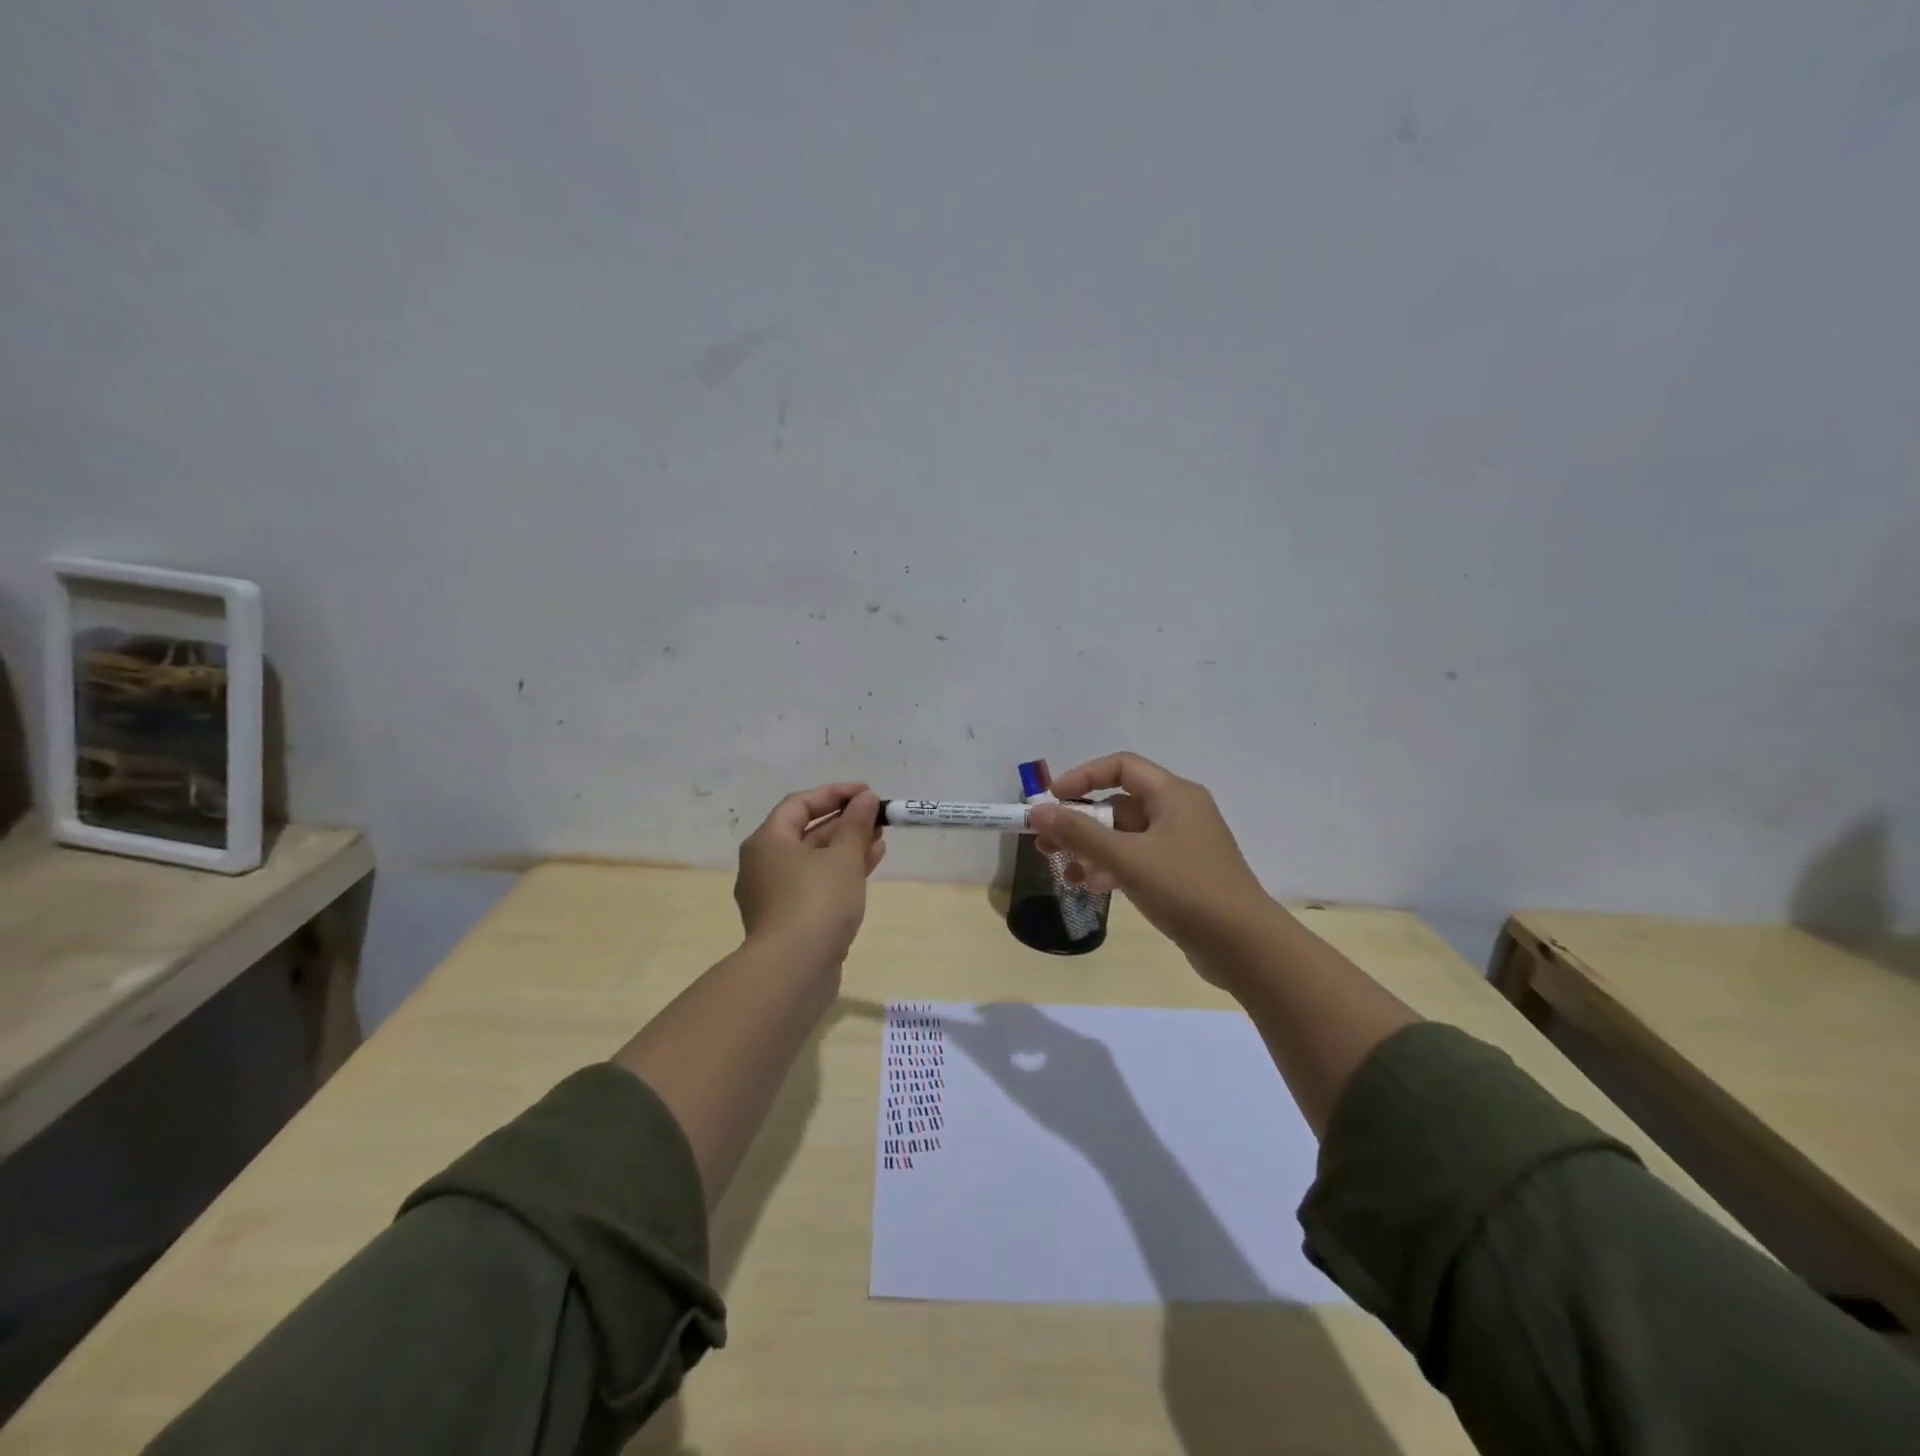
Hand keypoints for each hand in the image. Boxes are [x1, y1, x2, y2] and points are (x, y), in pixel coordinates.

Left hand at [734, 783, 884, 965]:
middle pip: (806, 832)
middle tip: (877, 817)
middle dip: (844, 822)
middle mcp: (764, 864)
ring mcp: (775, 895)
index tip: (867, 792)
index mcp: (767, 842)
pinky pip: (816, 884)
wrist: (793, 971)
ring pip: (814, 860)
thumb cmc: (816, 902)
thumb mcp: (843, 857)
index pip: (799, 804)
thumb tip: (864, 799)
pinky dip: (841, 872)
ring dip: (847, 847)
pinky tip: (869, 865)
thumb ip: (856, 825)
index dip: (834, 794)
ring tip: (881, 839)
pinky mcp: (789, 920)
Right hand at [942, 1002, 1142, 1152]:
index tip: (975, 1015)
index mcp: (1061, 1037)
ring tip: (1009, 1051)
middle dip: (1012, 1023)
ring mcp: (1096, 1051)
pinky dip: (1049, 1051)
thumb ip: (998, 1063)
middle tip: (987, 1031)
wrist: (1125, 1147)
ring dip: (1031, 1037)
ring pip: (1056, 1034)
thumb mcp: (1027, 1093)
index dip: (997, 1011)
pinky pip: (1071, 1049)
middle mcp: (1079, 1036)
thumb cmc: (1070, 1119)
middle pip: (1039, 1021)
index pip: (1022, 1012)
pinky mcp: (1106, 1068)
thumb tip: (972, 1041)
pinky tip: (1042, 1070)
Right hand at [1030, 753, 1277, 976]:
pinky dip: (1111, 867)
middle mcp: (1179, 812)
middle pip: (1119, 803)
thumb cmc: (1187, 889)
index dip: (1083, 777)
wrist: (1245, 947)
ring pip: (1125, 835)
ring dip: (1091, 848)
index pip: (1121, 766)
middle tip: (1045, 841)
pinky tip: (1089, 885)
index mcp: (1174, 794)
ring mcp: (1181, 845)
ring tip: (1061, 869)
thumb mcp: (1127, 858)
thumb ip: (1079, 834)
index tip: (1051, 798)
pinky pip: (1137, 860)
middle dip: (1079, 821)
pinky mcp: (1181, 874)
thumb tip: (1037, 812)